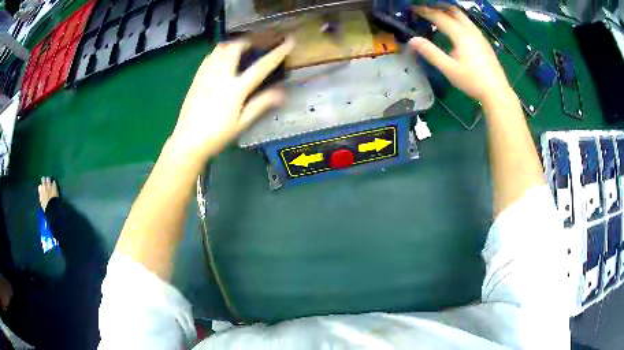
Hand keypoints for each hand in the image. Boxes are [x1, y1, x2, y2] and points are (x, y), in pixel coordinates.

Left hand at [169, 38, 294, 162]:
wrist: (188, 141)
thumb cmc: (217, 135)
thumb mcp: (242, 122)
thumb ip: (261, 104)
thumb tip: (282, 93)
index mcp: (235, 89)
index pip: (261, 66)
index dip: (277, 52)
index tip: (289, 41)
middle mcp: (221, 76)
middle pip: (236, 48)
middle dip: (249, 41)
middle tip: (256, 44)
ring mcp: (206, 75)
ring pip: (220, 49)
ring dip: (233, 44)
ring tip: (239, 48)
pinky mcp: (197, 78)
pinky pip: (209, 57)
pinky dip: (219, 52)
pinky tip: (221, 58)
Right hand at [409, 6, 513, 106]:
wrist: (497, 92)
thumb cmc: (473, 82)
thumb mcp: (449, 69)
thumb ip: (431, 53)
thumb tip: (412, 40)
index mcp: (461, 35)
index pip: (440, 16)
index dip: (425, 11)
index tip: (413, 8)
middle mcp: (471, 31)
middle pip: (453, 11)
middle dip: (438, 7)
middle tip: (426, 8)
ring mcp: (480, 36)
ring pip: (463, 16)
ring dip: (449, 12)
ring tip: (439, 15)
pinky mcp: (484, 42)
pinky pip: (469, 24)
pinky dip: (458, 20)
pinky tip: (456, 28)